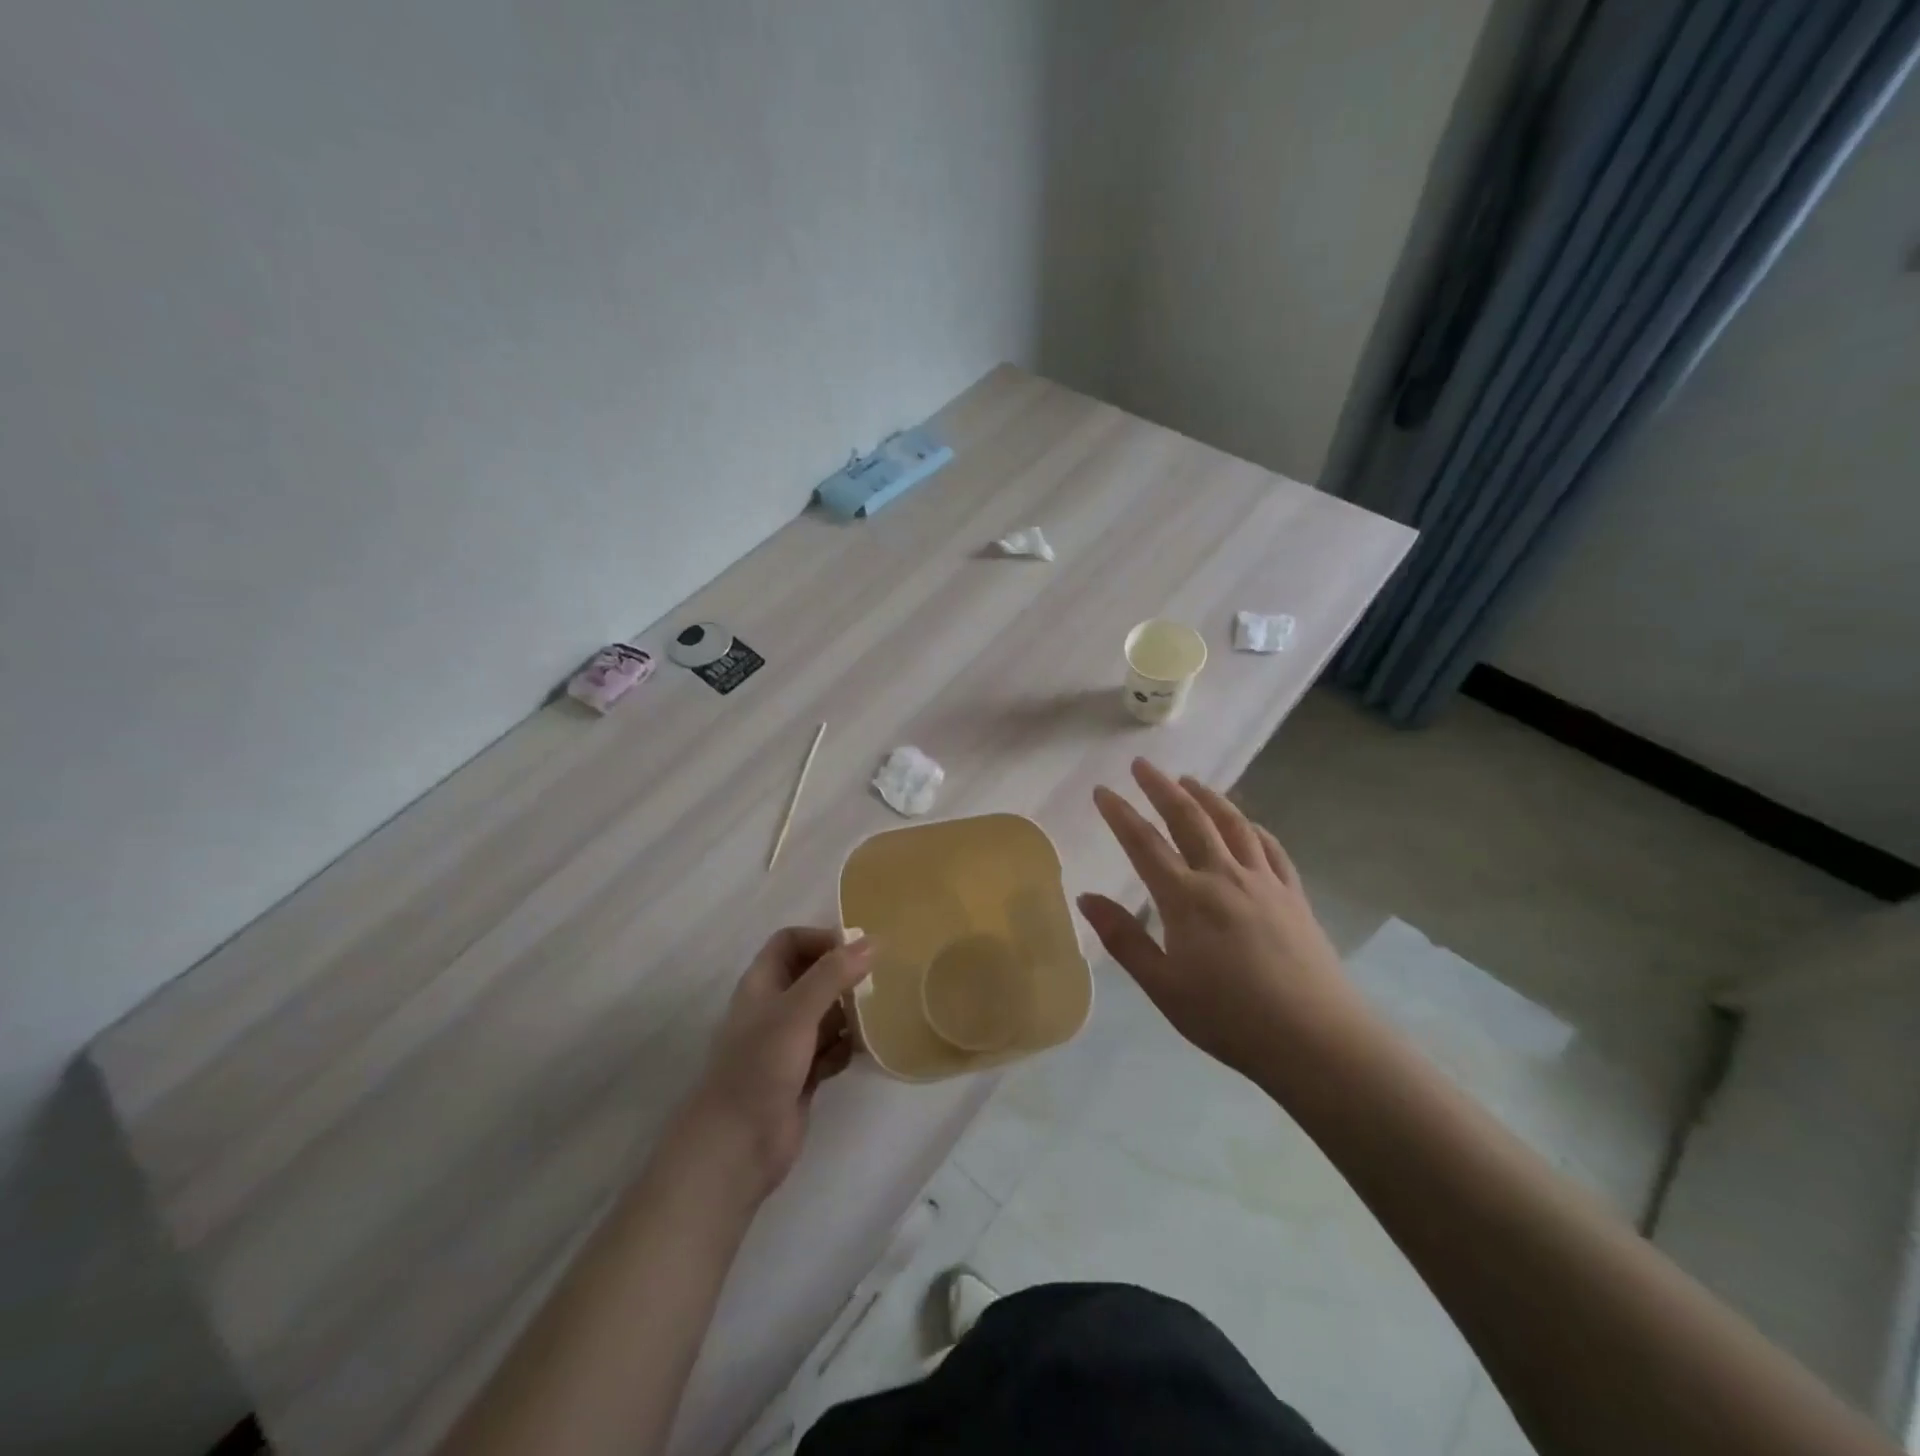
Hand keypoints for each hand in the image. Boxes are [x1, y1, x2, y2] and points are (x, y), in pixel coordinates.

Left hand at [683, 927, 871, 1198]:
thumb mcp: (797, 1012)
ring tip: (874, 1018)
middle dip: (842, 977)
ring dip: (849, 1014)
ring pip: (825, 1013)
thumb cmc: (761, 1066)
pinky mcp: (801, 1075)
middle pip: (812, 976)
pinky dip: (845, 1048)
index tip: (857, 950)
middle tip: (876, 983)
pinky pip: (830, 1048)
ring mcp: (787, 1043)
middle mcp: (773, 1008)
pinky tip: (859, 1053)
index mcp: (762, 984)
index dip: (821, 939)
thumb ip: (833, 975)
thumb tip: (873, 941)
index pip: (790, 942)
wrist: (737, 1146)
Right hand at [1077, 759, 1364, 1082]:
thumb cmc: (1229, 1017)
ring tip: (1189, 780)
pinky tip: (1246, 824)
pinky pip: (1269, 847)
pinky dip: (1251, 827)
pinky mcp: (1293, 894)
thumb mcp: (1163, 986)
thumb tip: (1086, 897)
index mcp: (1186, 898)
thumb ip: (1123, 938)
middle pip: (1189, 818)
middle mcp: (1224, 876)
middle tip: (1142, 764)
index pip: (1144, 843)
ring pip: (1232, 823)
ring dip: (1207, 796)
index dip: (1120, 813)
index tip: (1101, 790)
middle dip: (1161, 787)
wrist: (1316, 1039)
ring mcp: (1264, 881)